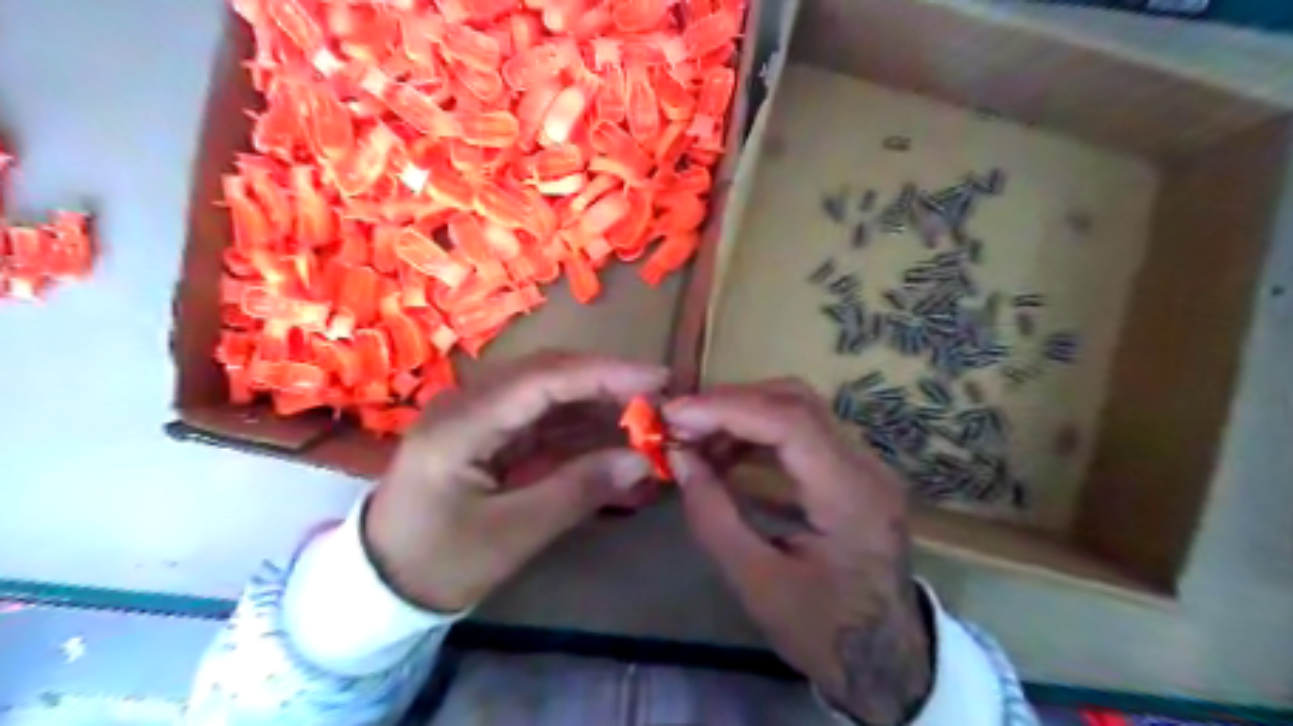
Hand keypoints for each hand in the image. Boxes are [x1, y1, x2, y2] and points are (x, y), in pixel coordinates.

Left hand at [364, 351, 664, 611]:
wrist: (382, 582)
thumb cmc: (439, 562)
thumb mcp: (512, 534)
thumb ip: (578, 490)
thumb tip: (642, 460)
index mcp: (461, 424)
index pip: (542, 379)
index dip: (604, 374)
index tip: (657, 380)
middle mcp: (467, 403)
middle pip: (547, 373)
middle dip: (606, 380)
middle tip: (659, 394)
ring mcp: (476, 413)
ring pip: (548, 390)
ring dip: (596, 400)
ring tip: (645, 413)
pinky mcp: (487, 429)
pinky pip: (541, 415)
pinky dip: (579, 422)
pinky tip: (612, 432)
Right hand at [667, 384, 928, 721]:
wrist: (888, 659)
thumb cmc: (825, 632)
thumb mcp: (757, 585)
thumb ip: (714, 518)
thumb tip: (679, 458)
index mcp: (851, 496)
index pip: (790, 422)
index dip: (727, 409)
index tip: (675, 415)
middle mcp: (866, 466)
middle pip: (796, 402)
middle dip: (731, 403)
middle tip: (680, 422)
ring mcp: (864, 464)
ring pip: (798, 409)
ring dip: (743, 414)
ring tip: (696, 438)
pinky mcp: (853, 470)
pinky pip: (802, 431)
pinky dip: (758, 432)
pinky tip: (726, 453)